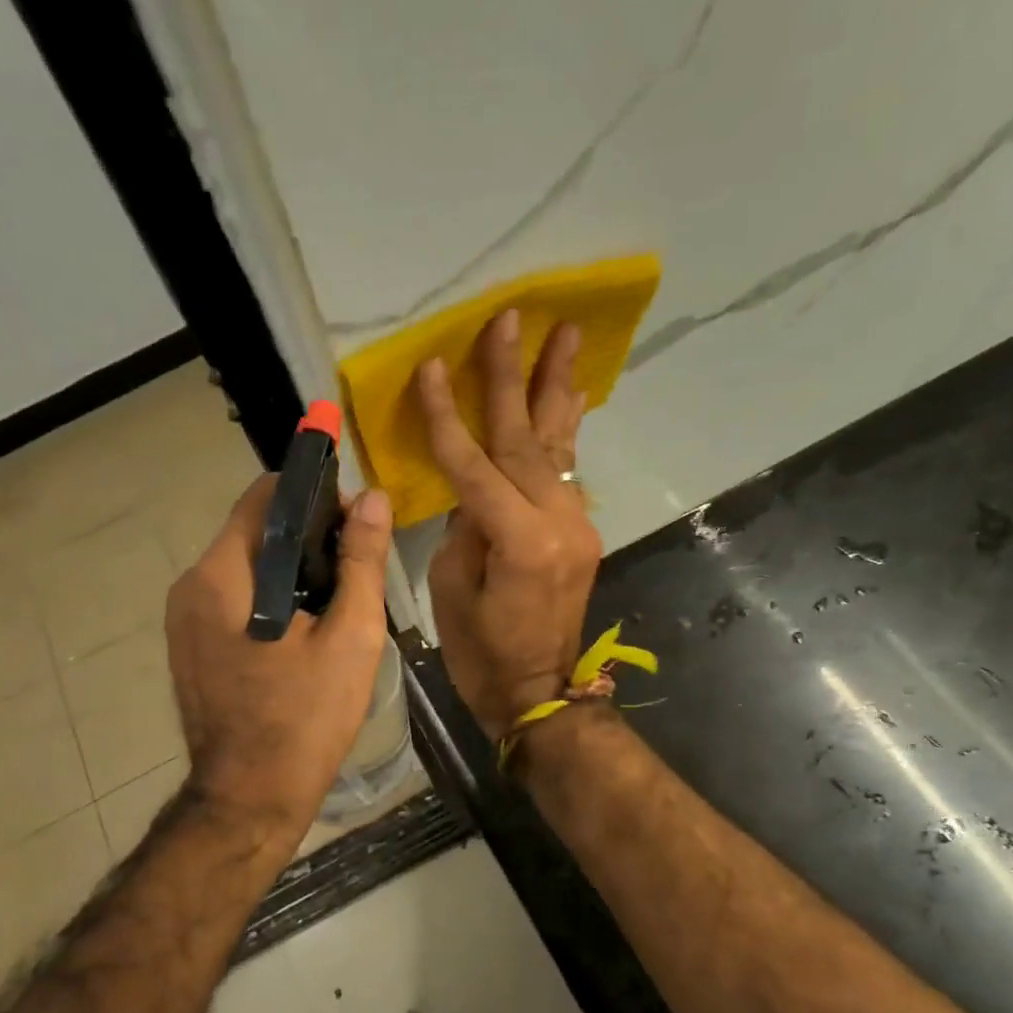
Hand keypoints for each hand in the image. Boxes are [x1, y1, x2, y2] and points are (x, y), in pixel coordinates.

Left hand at [165, 476, 393, 848]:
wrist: (250, 799)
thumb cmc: (305, 719)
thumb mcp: (350, 637)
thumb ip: (363, 562)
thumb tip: (375, 499)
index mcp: (223, 575)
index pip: (265, 496)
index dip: (315, 495)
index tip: (356, 521)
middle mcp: (190, 586)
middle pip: (254, 531)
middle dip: (308, 537)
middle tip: (357, 568)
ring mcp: (183, 620)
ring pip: (246, 567)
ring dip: (291, 569)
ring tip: (338, 600)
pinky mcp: (189, 647)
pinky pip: (234, 600)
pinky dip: (270, 598)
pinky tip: (304, 630)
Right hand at [419, 308, 601, 738]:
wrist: (541, 693)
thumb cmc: (483, 655)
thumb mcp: (453, 591)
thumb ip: (464, 528)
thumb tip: (473, 491)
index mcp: (520, 542)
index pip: (475, 465)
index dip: (449, 416)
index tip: (431, 367)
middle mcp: (559, 523)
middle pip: (527, 439)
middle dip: (513, 377)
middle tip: (512, 319)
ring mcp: (578, 525)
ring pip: (559, 447)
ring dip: (557, 389)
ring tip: (564, 336)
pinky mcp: (581, 533)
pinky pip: (566, 473)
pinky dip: (564, 432)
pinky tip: (569, 398)